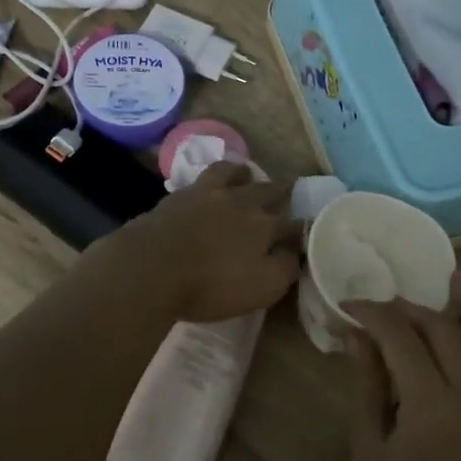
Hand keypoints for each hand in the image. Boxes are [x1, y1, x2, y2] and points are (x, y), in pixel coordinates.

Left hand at [100, 162, 300, 323]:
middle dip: (281, 190)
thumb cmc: (210, 285)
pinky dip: (210, 179)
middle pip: (266, 190)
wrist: (151, 267)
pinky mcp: (177, 197)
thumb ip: (284, 268)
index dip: (303, 228)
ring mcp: (205, 194)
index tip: (309, 230)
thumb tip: (294, 252)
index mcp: (264, 226)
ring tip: (244, 173)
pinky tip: (205, 186)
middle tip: (287, 187)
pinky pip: (200, 179)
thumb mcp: (261, 288)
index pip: (293, 224)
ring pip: (230, 173)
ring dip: (242, 172)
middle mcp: (239, 202)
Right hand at [346, 271, 460, 460]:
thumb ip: (366, 382)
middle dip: (409, 309)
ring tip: (456, 278)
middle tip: (377, 304)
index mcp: (432, 404)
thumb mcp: (368, 443)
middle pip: (444, 332)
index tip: (348, 305)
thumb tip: (356, 335)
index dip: (373, 314)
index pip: (402, 338)